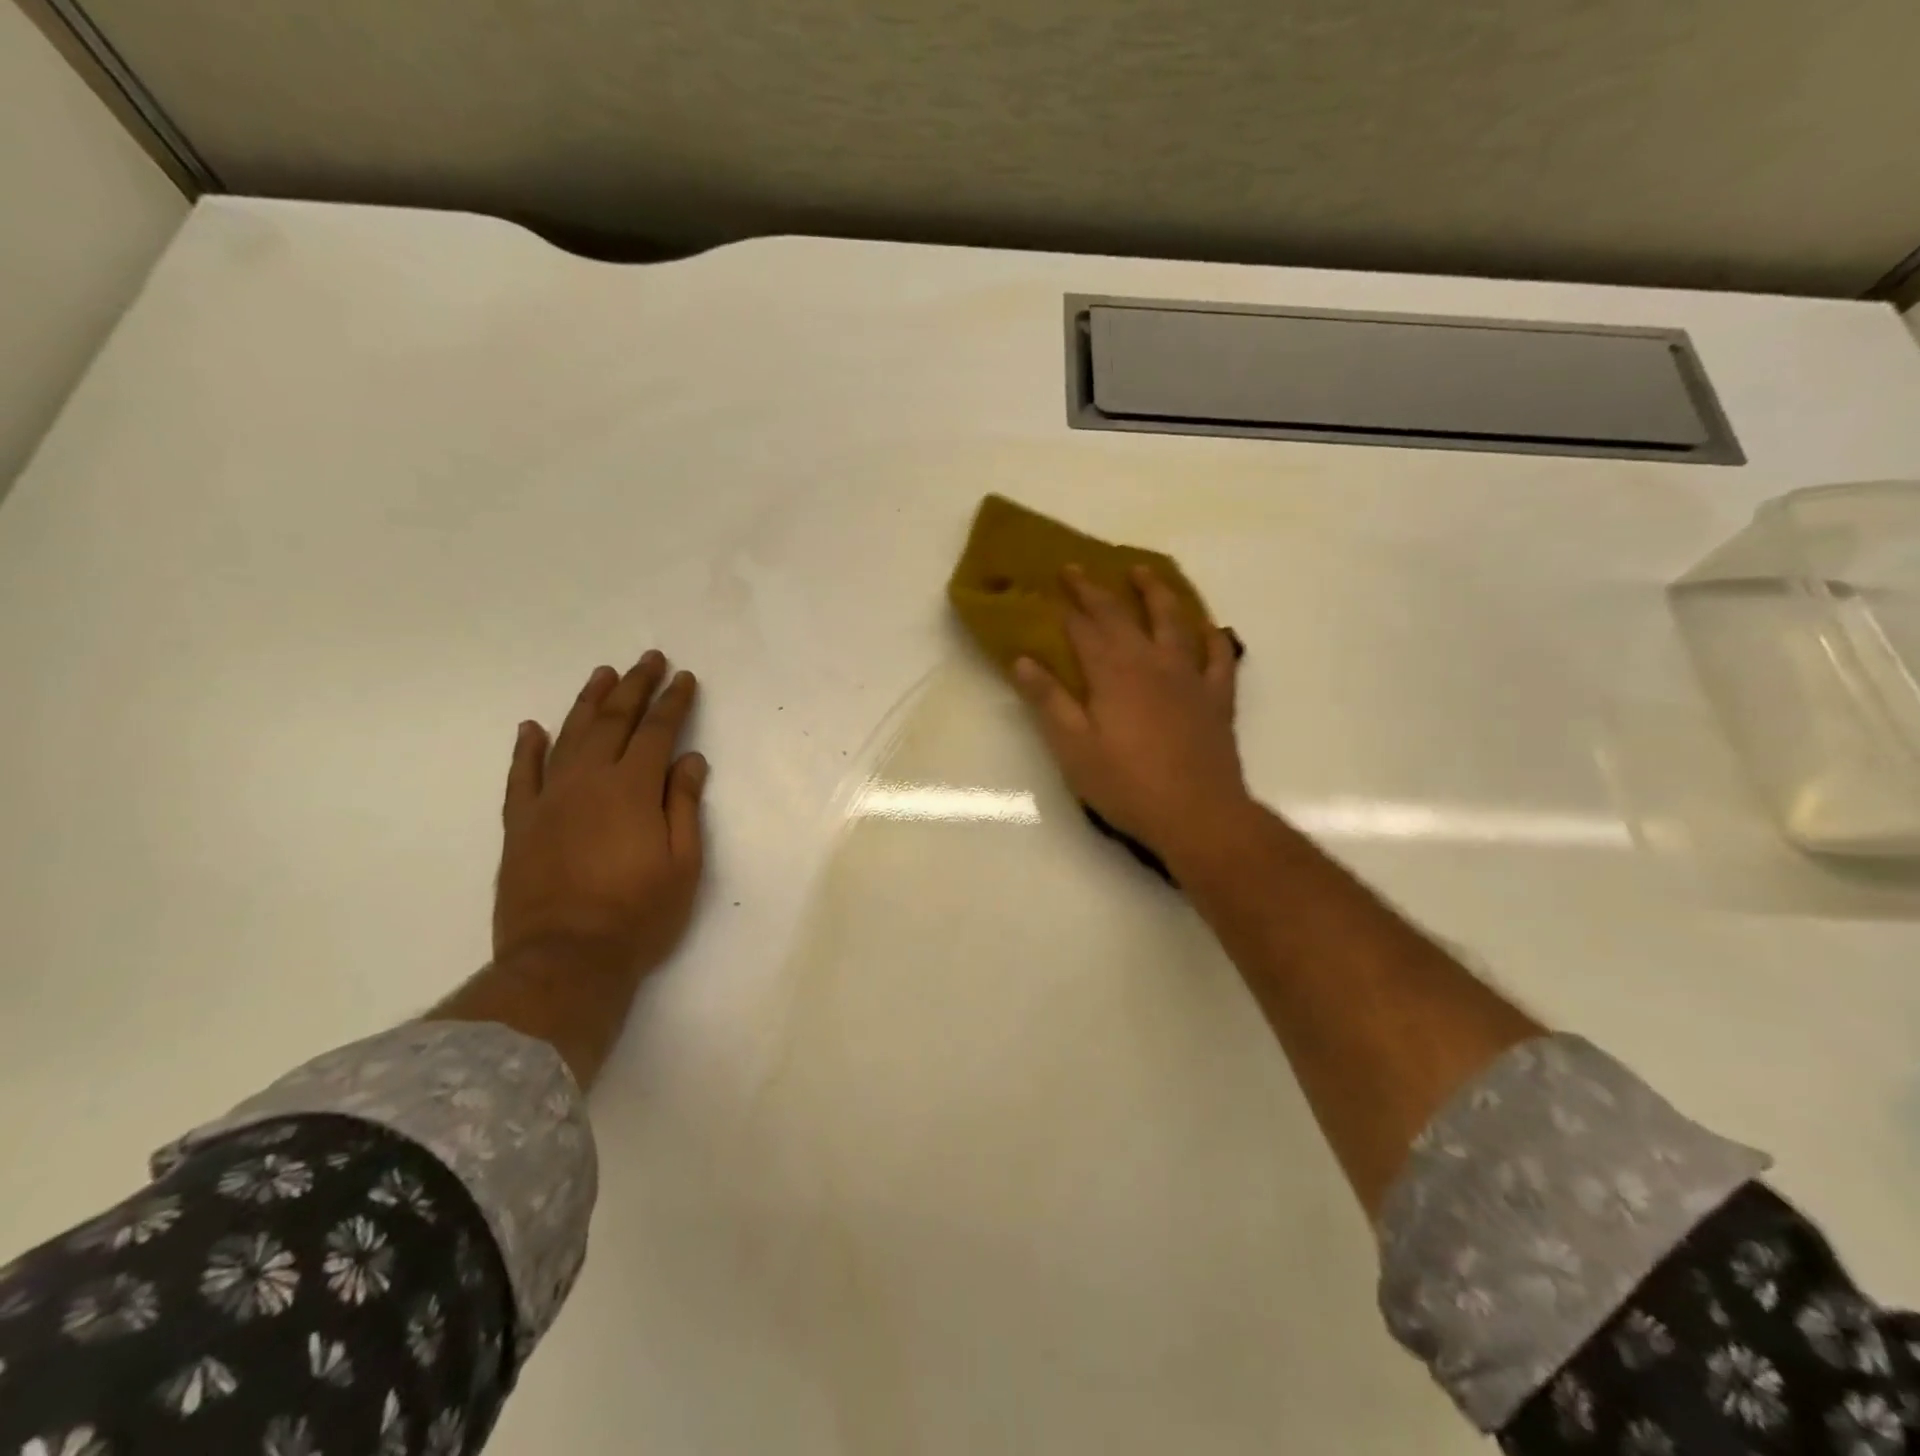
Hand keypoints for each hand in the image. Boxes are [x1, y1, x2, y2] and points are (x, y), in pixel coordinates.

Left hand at [494, 651, 707, 976]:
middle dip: (635, 687)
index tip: (684, 678)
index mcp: (632, 789)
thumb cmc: (639, 915)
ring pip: (568, 736)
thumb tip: (689, 760)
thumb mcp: (683, 863)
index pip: (658, 731)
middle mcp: (588, 781)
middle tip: (649, 660)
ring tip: (603, 675)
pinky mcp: (519, 824)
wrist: (564, 961)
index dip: (674, 702)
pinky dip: (526, 749)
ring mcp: (548, 800)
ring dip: (588, 702)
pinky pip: (520, 776)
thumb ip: (684, 805)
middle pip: (613, 721)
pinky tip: (532, 728)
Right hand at [1014, 566, 1249, 863]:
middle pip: (1121, 616)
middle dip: (1096, 589)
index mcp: (1113, 673)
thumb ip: (1048, 701)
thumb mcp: (1073, 748)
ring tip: (1142, 570)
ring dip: (1156, 592)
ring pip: (1174, 620)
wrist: (1197, 814)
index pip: (1084, 628)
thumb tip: (1021, 660)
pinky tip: (1205, 625)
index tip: (1051, 582)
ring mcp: (1189, 677)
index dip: (1066, 604)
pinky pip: (1218, 655)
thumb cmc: (1126, 785)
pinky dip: (1210, 634)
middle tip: (1078, 567)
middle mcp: (1152, 662)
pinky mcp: (1217, 697)